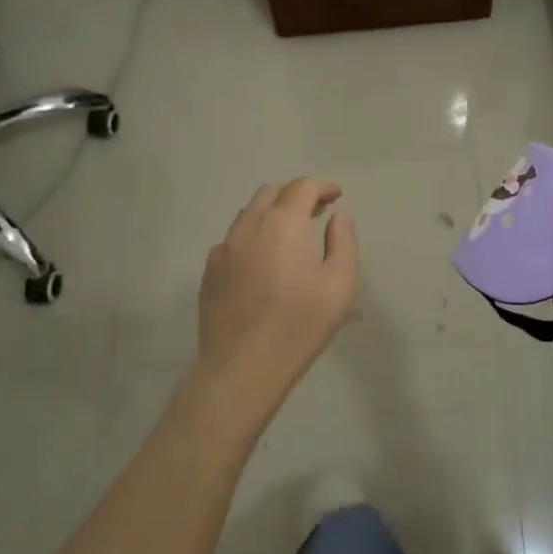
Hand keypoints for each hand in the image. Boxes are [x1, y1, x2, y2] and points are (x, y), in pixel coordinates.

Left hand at [195, 179, 359, 418]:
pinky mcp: (209, 271)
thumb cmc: (300, 323)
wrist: (243, 366)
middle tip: (315, 213)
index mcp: (283, 223)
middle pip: (271, 193)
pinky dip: (251, 239)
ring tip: (288, 236)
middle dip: (295, 196)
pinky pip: (232, 241)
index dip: (322, 187)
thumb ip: (343, 241)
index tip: (336, 196)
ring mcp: (223, 248)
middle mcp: (249, 225)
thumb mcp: (340, 283)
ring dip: (271, 215)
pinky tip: (261, 263)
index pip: (302, 187)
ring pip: (248, 215)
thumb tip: (339, 215)